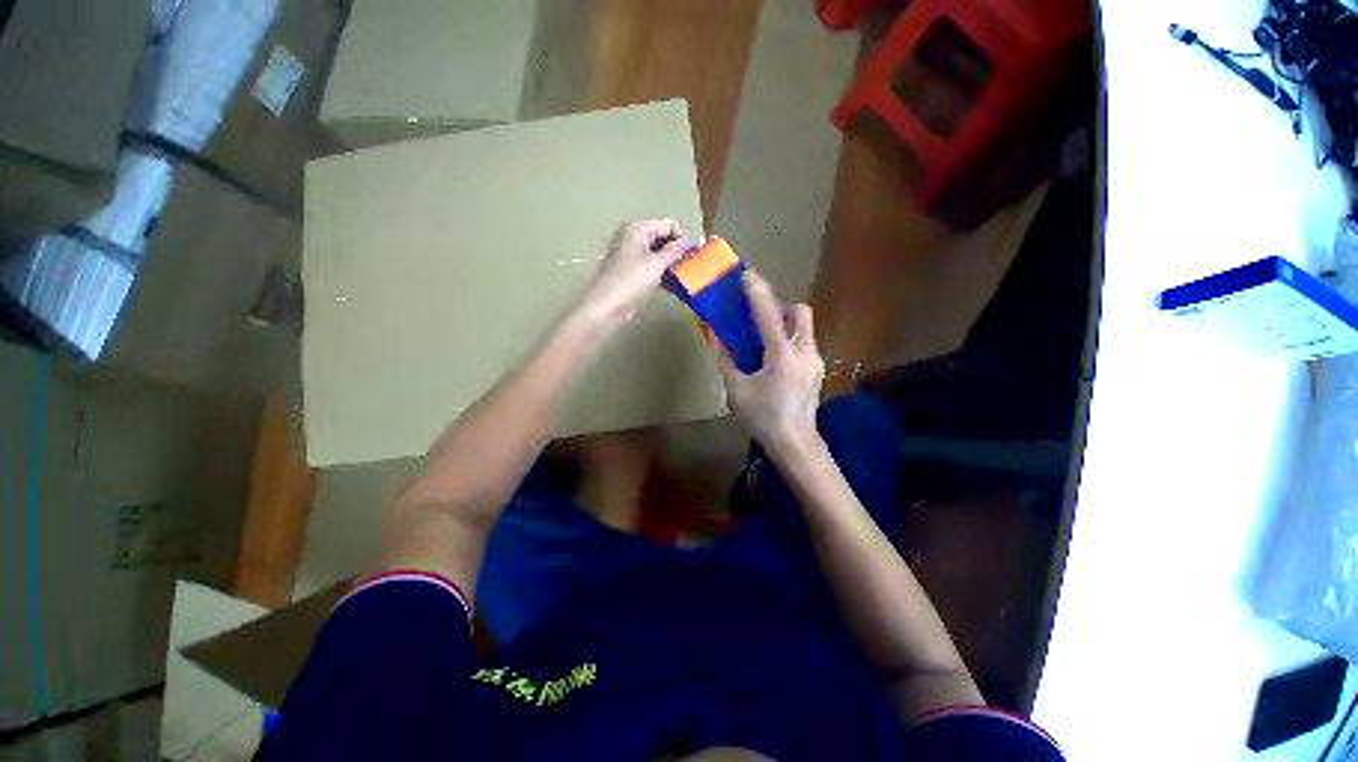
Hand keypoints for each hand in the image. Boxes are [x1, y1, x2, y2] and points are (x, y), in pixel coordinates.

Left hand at [577, 218, 694, 326]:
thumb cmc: (631, 281)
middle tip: (693, 266)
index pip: (669, 224)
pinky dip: (663, 274)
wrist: (606, 306)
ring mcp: (631, 254)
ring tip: (686, 277)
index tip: (697, 254)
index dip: (684, 237)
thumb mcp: (657, 264)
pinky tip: (674, 286)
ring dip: (672, 264)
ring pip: (659, 254)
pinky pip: (652, 266)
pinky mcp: (632, 271)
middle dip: (678, 251)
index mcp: (638, 228)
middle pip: (664, 237)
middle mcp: (633, 236)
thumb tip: (690, 239)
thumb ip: (675, 250)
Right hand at [718, 270, 824, 454]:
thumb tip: (717, 337)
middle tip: (759, 317)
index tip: (747, 274)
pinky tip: (774, 357)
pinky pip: (804, 341)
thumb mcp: (736, 390)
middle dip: (780, 306)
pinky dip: (789, 338)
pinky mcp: (817, 368)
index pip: (769, 315)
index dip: (757, 292)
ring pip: (804, 326)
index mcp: (781, 357)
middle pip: (800, 312)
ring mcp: (815, 360)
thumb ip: (726, 360)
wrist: (795, 443)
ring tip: (764, 337)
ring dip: (785, 322)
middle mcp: (804, 352)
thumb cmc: (762, 418)